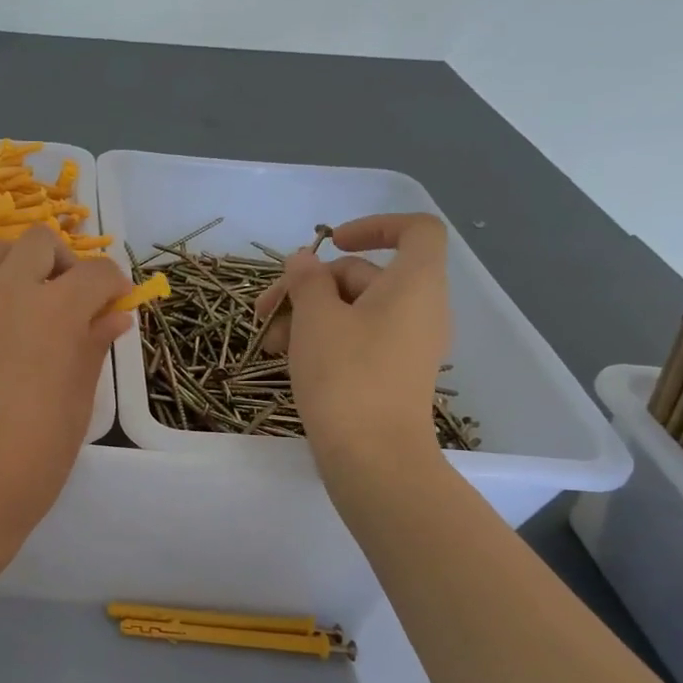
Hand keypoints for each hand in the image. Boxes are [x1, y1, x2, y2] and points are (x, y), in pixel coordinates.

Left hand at [0, 225, 129, 545]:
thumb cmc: (32, 460)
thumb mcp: (77, 405)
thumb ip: (92, 349)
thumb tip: (113, 318)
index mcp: (53, 313)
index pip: (96, 271)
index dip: (114, 285)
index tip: (114, 307)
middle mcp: (5, 295)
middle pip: (38, 242)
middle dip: (62, 263)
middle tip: (67, 303)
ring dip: (19, 272)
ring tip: (26, 314)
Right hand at [254, 212, 450, 468]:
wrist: (372, 456)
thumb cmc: (346, 375)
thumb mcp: (315, 318)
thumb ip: (306, 280)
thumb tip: (303, 261)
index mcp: (414, 284)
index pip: (415, 230)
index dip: (374, 225)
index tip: (330, 244)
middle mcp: (419, 309)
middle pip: (364, 275)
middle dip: (309, 286)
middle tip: (263, 310)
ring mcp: (407, 344)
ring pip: (353, 310)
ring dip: (306, 316)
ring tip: (267, 343)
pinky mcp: (391, 373)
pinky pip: (358, 339)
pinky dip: (323, 339)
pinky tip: (286, 359)